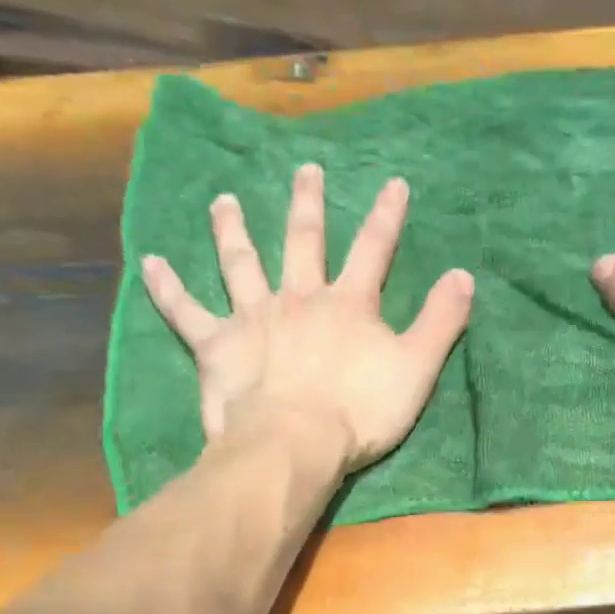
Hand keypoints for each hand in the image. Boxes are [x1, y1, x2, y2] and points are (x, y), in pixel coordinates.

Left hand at [141, 164, 473, 473]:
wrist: (295, 444)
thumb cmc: (360, 411)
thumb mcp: (417, 368)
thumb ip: (442, 321)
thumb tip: (465, 275)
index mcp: (348, 303)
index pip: (373, 249)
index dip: (386, 215)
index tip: (393, 182)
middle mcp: (299, 297)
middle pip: (303, 241)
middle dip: (307, 203)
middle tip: (304, 169)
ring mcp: (253, 317)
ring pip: (240, 263)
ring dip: (232, 229)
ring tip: (223, 201)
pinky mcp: (217, 346)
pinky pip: (186, 311)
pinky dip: (167, 287)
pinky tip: (149, 262)